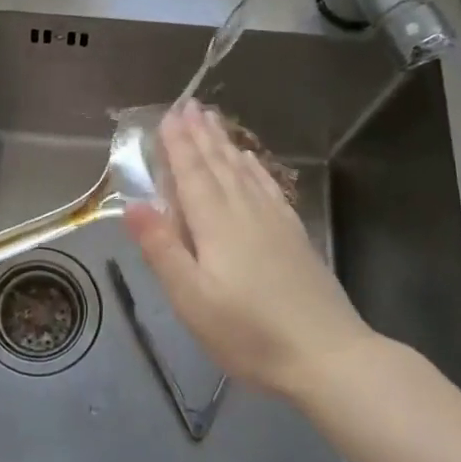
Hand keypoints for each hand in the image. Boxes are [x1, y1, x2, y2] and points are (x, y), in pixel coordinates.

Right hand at [125, 101, 376, 401]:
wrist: (328, 356)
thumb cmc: (248, 333)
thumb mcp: (191, 299)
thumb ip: (162, 249)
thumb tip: (132, 204)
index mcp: (216, 224)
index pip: (191, 173)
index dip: (178, 144)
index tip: (168, 115)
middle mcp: (245, 211)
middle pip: (218, 164)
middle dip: (200, 134)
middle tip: (189, 105)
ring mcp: (275, 221)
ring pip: (244, 171)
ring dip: (225, 144)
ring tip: (213, 121)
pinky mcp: (294, 235)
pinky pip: (269, 187)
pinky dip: (254, 168)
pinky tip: (252, 163)